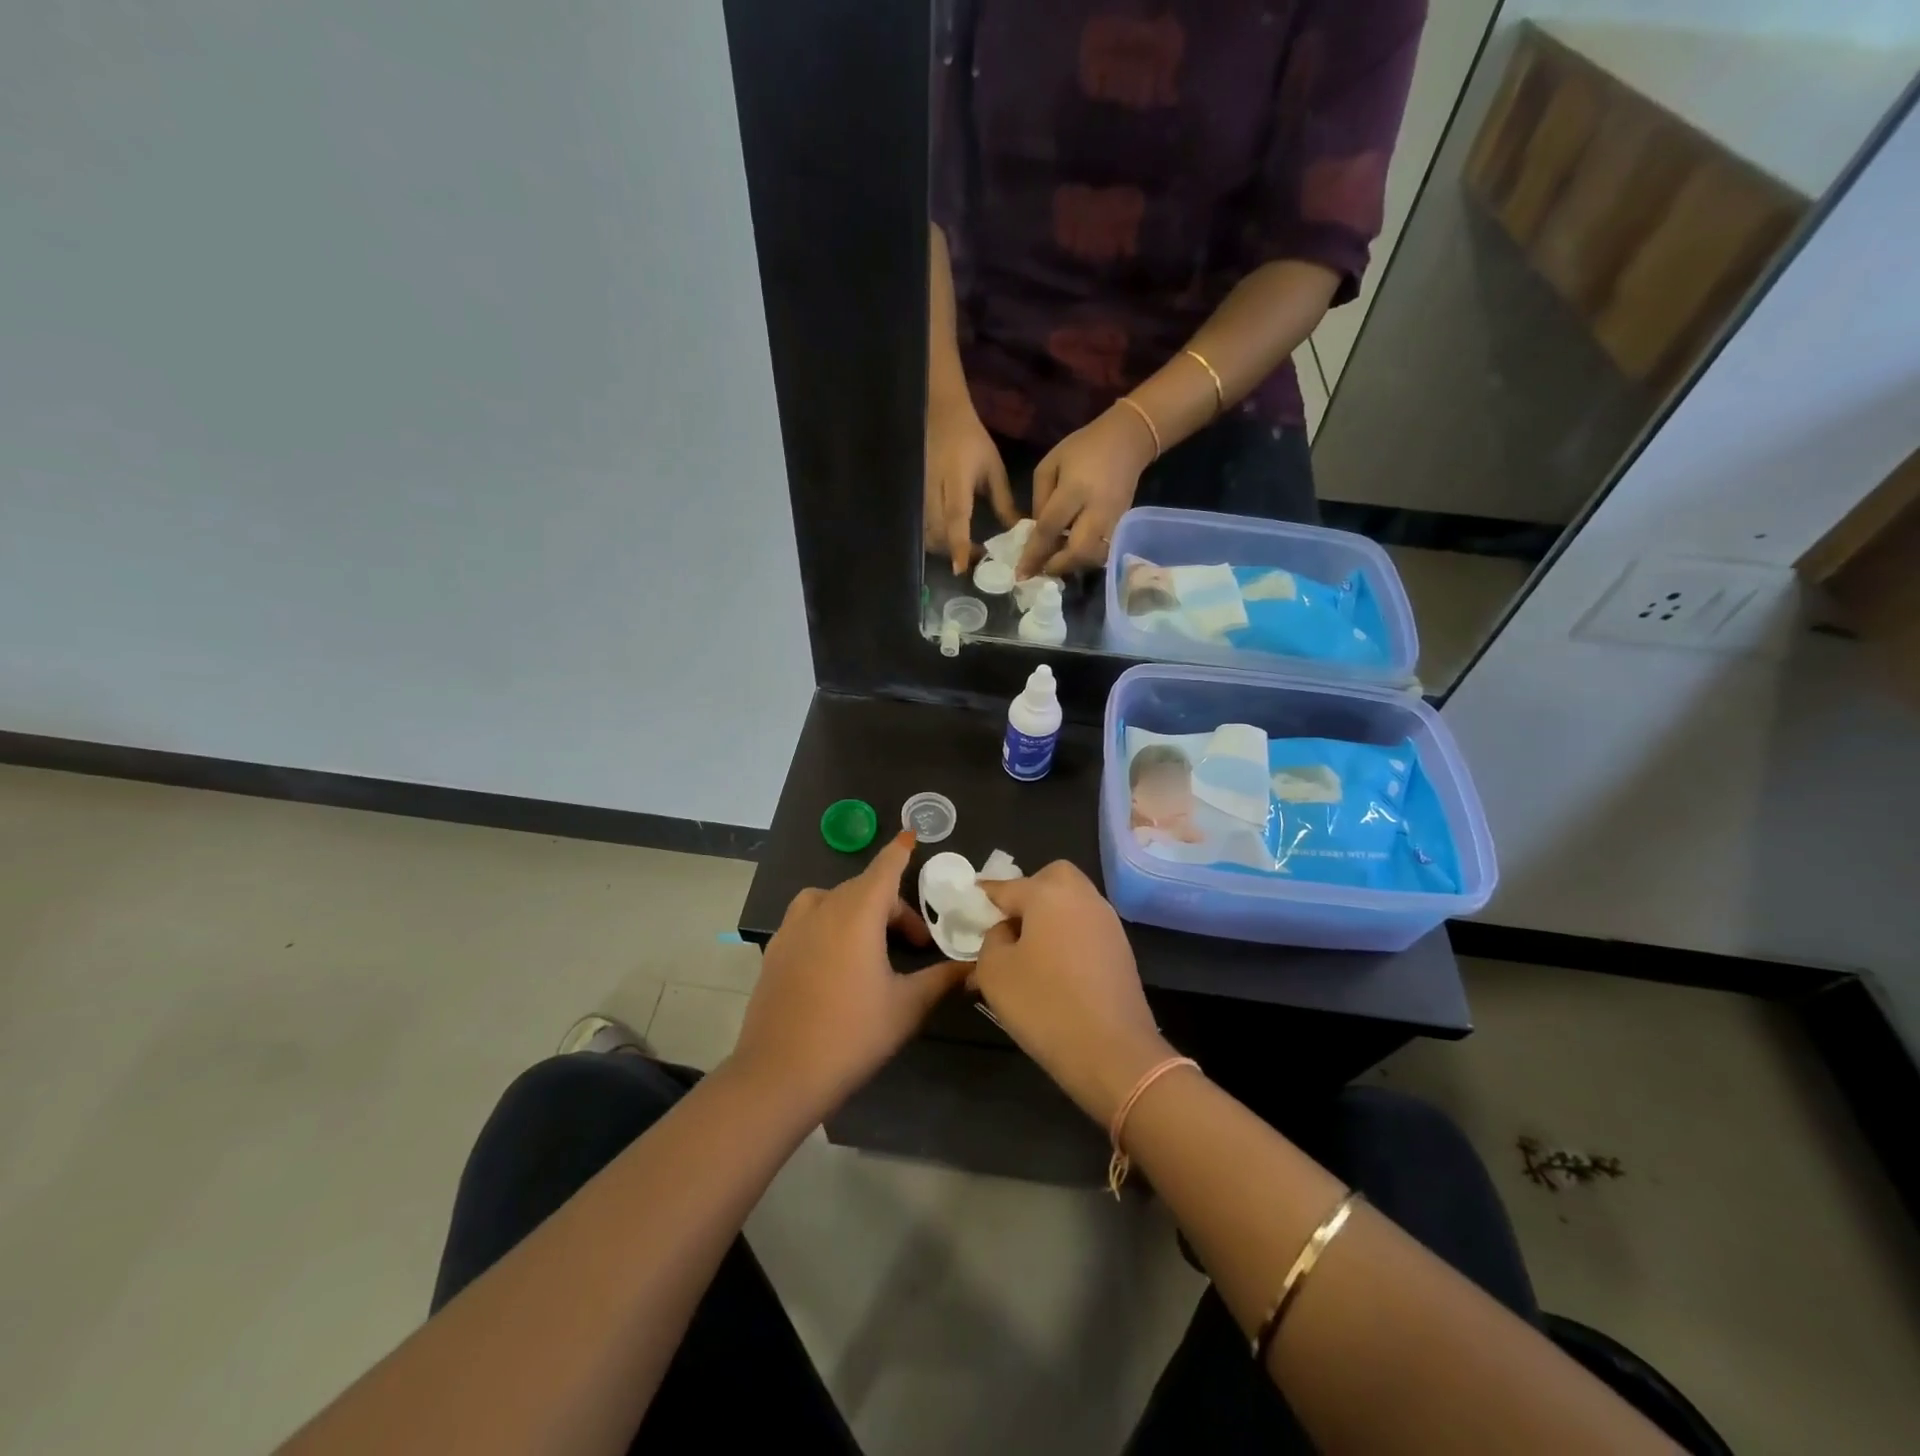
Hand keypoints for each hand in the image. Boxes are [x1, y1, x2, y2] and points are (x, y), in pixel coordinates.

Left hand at [734, 832, 968, 1116]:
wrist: (779, 1075)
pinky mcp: (774, 950)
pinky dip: (829, 922)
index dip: (900, 852)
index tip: (911, 835)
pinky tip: (837, 959)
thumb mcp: (907, 1007)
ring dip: (857, 909)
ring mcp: (792, 929)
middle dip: (892, 906)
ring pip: (831, 900)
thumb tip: (973, 967)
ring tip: (872, 943)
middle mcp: (822, 909)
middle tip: (915, 944)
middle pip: (863, 888)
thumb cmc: (851, 1034)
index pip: (884, 868)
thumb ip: (942, 979)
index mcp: (857, 913)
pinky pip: (808, 919)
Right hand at [924, 394, 1016, 573]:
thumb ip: (1004, 503)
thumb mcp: (993, 469)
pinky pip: (922, 526)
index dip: (958, 544)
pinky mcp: (915, 498)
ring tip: (964, 551)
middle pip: (936, 534)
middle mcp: (933, 491)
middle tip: (974, 559)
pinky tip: (950, 538)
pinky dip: (936, 538)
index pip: (955, 517)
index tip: (961, 568)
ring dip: (943, 548)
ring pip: (926, 533)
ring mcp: (920, 495)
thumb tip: (1018, 532)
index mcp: (955, 481)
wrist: (941, 417)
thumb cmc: (971, 442)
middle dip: (953, 552)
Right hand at [973, 863, 1174, 1125]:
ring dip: (1049, 917)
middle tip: (1009, 924)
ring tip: (1028, 952)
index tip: (968, 905)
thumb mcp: (995, 972)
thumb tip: (1005, 931)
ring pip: (1072, 903)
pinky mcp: (1121, 950)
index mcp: (1049, 893)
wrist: (1112, 1052)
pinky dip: (1068, 937)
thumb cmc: (1044, 1004)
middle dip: (1028, 893)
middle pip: (1051, 879)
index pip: (1006, 886)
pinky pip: (1086, 929)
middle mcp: (1082, 897)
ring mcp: (1107, 923)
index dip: (983, 897)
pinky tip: (1054, 969)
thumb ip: (991, 940)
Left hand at [1017, 405, 1155, 578]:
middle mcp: (1097, 509)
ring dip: (1073, 565)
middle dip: (1057, 566)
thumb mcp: (1049, 465)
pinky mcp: (1123, 525)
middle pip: (1078, 551)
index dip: (1033, 553)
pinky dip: (1086, 559)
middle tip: (1041, 569)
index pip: (1050, 528)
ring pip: (1094, 557)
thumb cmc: (1082, 449)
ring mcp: (1114, 520)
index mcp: (1074, 490)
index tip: (1020, 573)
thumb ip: (1039, 500)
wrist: (1127, 440)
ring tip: (1056, 562)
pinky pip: (1104, 552)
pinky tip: (1073, 554)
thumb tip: (1037, 532)